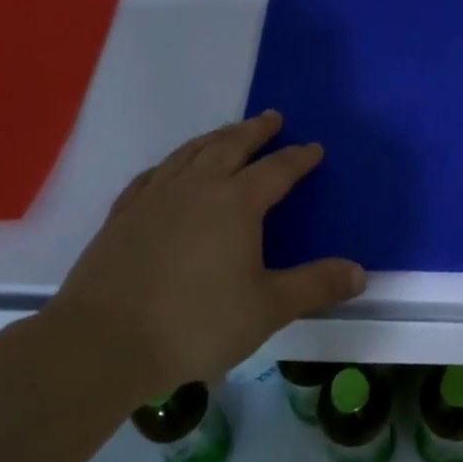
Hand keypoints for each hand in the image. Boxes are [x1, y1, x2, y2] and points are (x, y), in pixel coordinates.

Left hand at [50, 111, 365, 395]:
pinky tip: (171, 169)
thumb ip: (315, 286)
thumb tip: (360, 273)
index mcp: (236, 203)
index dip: (299, 157)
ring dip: (215, 137)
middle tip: (272, 118)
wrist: (102, 343)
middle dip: (255, 130)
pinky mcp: (123, 214)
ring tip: (228, 133)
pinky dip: (172, 162)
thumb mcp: (268, 308)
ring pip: (191, 152)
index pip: (277, 169)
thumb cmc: (195, 323)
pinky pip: (154, 174)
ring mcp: (154, 197)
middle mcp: (196, 187)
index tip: (314, 148)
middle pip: (231, 145)